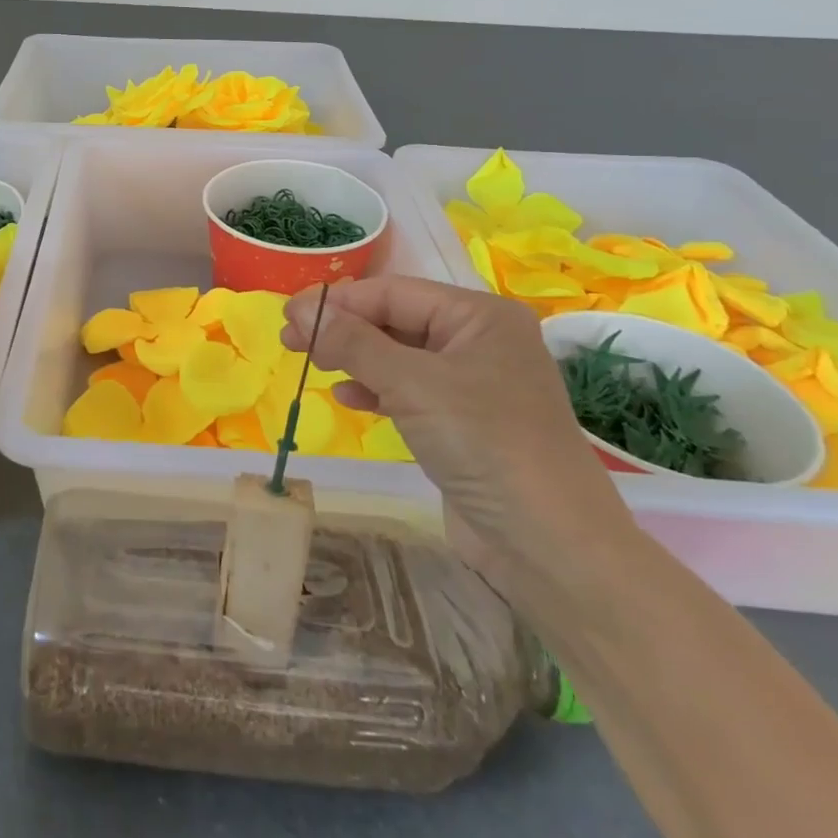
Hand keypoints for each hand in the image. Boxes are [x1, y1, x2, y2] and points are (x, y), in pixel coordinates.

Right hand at [283, 276, 637, 595]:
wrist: (551, 546)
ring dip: (354, 358)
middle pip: (395, 320)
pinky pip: (409, 390)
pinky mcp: (465, 423)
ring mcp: (474, 384)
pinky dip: (376, 389)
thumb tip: (299, 308)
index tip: (286, 317)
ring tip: (313, 366)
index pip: (392, 292)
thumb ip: (352, 341)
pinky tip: (348, 398)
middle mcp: (479, 341)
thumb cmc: (484, 445)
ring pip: (399, 356)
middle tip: (290, 342)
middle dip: (343, 329)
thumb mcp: (411, 384)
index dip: (337, 302)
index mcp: (479, 316)